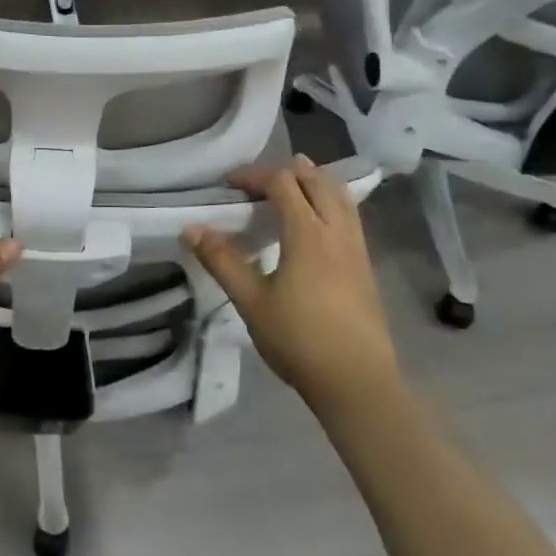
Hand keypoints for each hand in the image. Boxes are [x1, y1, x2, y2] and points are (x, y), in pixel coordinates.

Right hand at [183, 155, 399, 410]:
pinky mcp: (365, 268)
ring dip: (314, 183)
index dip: (254, 175)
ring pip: (340, 197)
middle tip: (259, 181)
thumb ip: (222, 261)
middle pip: (317, 181)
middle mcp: (336, 232)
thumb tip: (190, 228)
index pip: (282, 183)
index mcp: (308, 234)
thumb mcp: (251, 301)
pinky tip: (316, 225)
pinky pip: (350, 217)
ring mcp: (356, 250)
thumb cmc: (299, 340)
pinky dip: (330, 203)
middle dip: (287, 171)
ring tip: (292, 186)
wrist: (357, 383)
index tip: (229, 184)